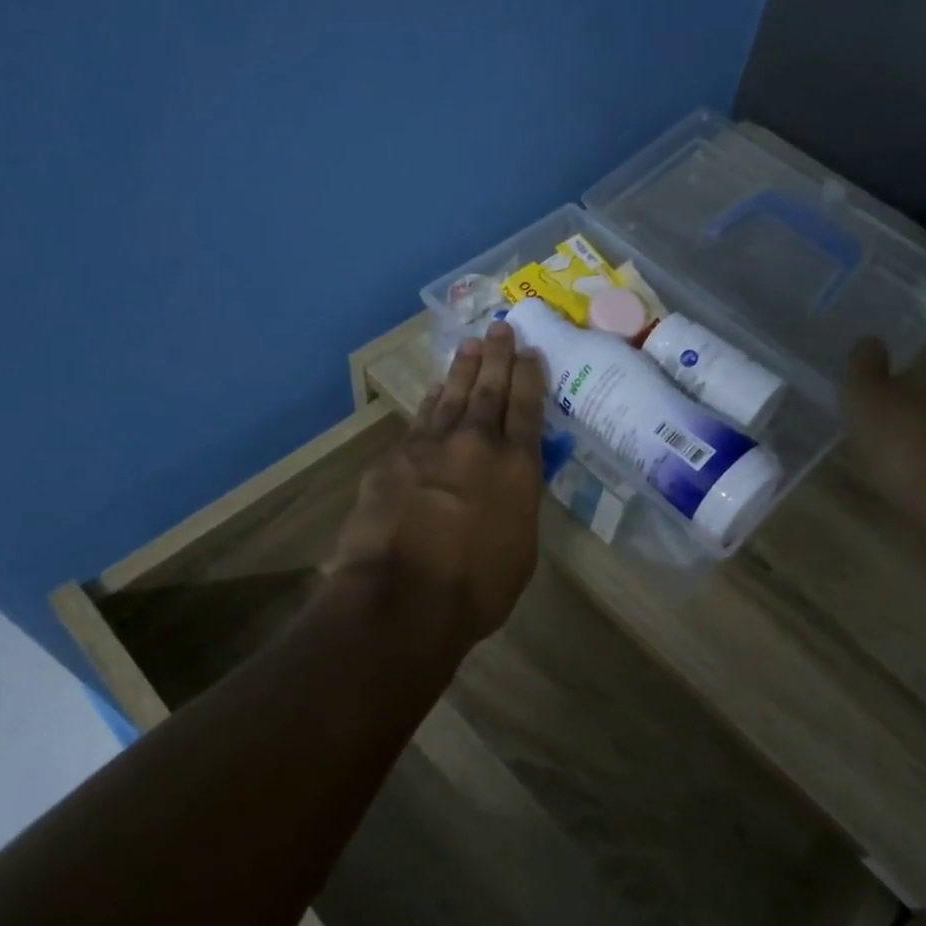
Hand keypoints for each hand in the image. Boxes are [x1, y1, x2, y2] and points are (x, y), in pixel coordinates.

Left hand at [330, 322, 546, 645]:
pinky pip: (419, 420)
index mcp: (517, 467)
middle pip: (490, 390)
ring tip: (469, 343)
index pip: (527, 408)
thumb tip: (509, 486)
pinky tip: (433, 391)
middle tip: (500, 328)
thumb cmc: (476, 588)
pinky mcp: (395, 458)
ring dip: (462, 369)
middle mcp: (477, 444)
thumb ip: (517, 505)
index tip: (530, 351)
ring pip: (452, 396)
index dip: (529, 376)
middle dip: (497, 357)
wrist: (402, 597)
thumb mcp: (520, 548)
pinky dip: (429, 402)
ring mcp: (432, 446)